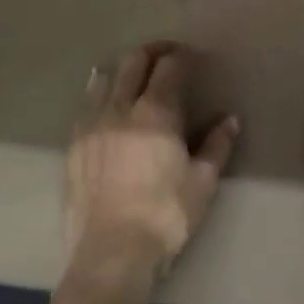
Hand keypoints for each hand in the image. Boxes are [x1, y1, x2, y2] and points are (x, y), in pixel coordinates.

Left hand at [65, 42, 239, 284]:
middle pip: (134, 63)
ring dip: (123, 69)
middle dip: (152, 52)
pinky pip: (85, 105)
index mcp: (156, 113)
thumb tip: (230, 119)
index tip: (192, 57)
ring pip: (104, 78)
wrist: (111, 251)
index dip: (182, 56)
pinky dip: (98, 92)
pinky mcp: (73, 144)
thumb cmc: (166, 216)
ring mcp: (91, 125)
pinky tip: (102, 98)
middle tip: (167, 55)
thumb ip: (217, 145)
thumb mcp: (202, 182)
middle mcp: (120, 109)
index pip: (169, 68)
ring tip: (134, 74)